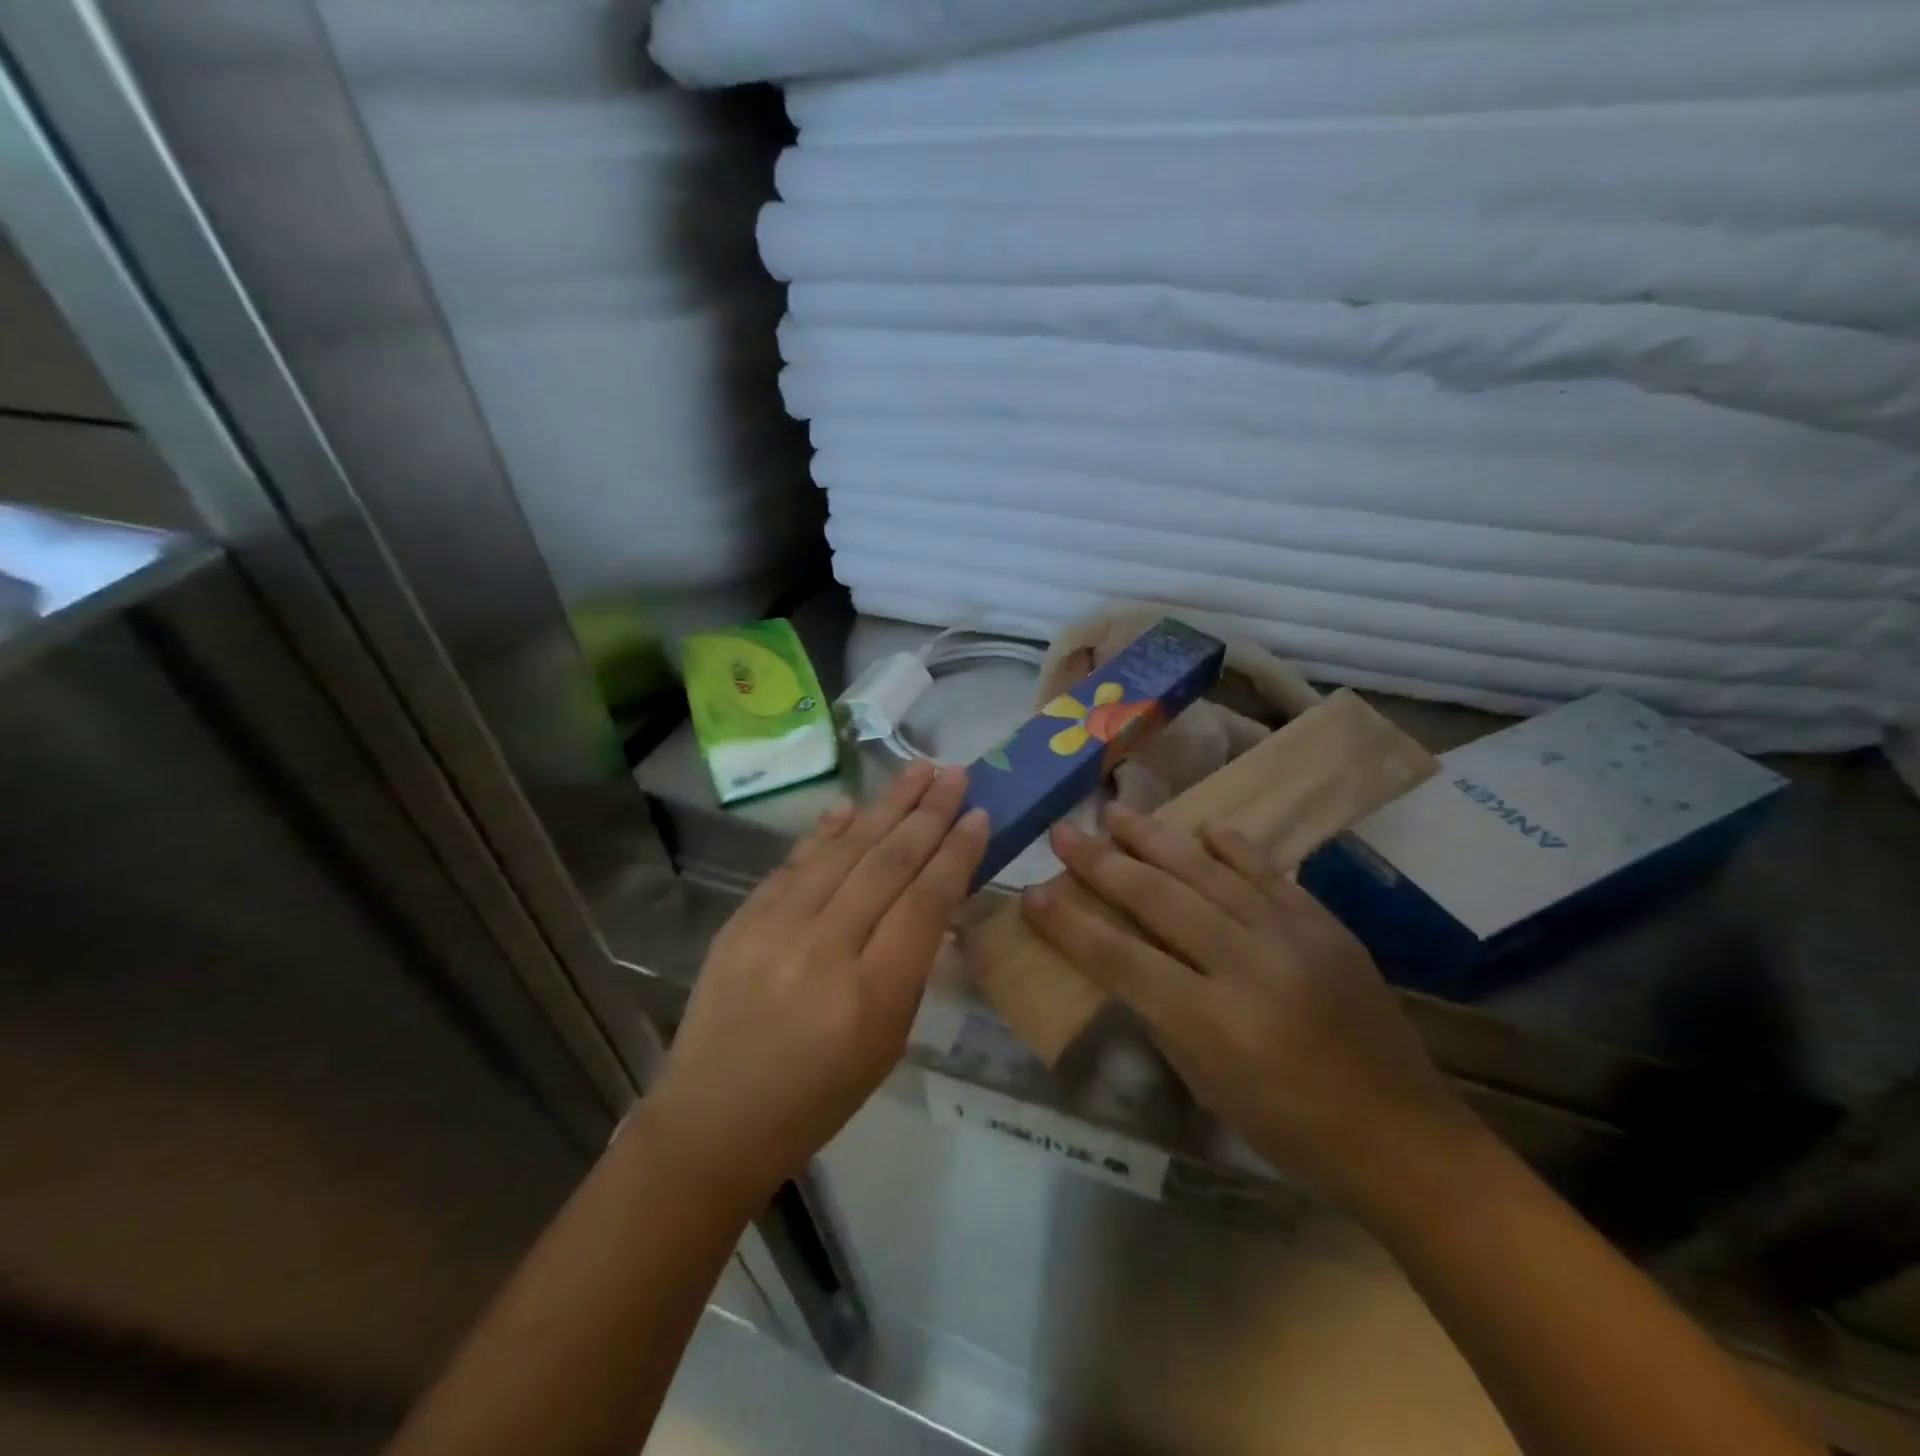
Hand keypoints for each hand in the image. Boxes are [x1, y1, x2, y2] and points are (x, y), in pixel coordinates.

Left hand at [640, 761, 986, 1212]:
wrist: (712, 1121)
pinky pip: (795, 863)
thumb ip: (911, 966)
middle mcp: (823, 949)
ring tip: (917, 771)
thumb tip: (932, 898)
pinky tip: (853, 805)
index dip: (956, 853)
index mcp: (870, 994)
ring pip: (843, 851)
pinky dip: (828, 831)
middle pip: (887, 864)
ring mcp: (775, 928)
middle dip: (928, 814)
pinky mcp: (742, 920)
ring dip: (885, 806)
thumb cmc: (816, 1099)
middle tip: (956, 775)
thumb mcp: (887, 1045)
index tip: (979, 815)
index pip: (925, 902)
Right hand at [1022, 804, 1474, 1213]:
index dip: (1071, 926)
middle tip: (1064, 833)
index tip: (1032, 894)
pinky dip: (1232, 846)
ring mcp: (1293, 938)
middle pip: (1160, 900)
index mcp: (1214, 1022)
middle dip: (1103, 864)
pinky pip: (1269, 872)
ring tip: (1115, 812)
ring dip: (1156, 838)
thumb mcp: (1207, 1083)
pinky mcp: (1325, 925)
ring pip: (1209, 872)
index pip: (1122, 960)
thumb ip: (1161, 1014)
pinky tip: (1203, 824)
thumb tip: (1124, 956)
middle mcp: (1250, 967)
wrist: (1403, 1135)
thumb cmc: (1291, 1128)